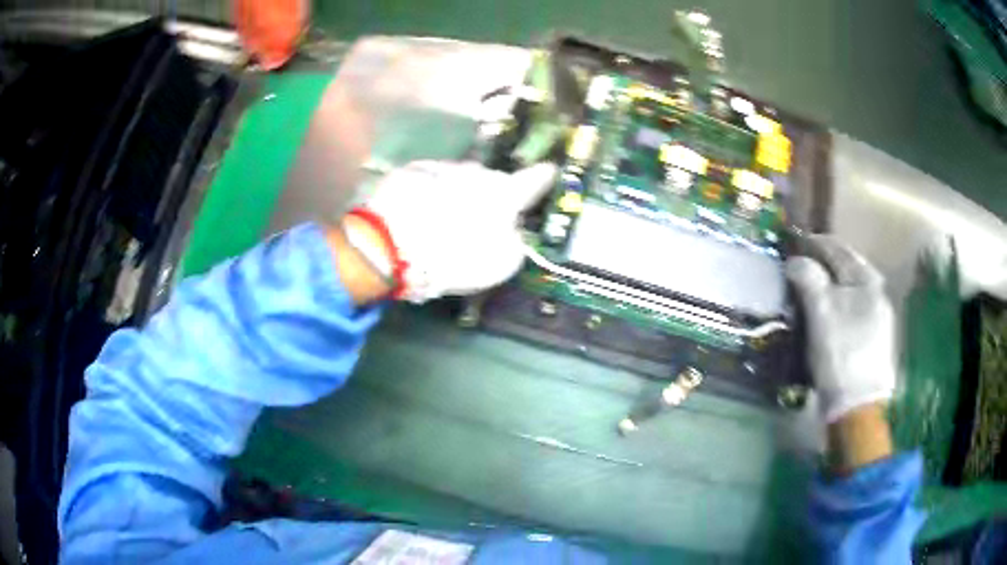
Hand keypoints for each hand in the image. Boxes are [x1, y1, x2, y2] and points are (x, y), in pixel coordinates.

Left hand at [357, 160, 556, 302]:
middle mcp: (476, 172)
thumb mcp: (500, 264)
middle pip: (491, 180)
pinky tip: (418, 213)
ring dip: (457, 193)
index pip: (535, 179)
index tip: (549, 170)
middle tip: (478, 219)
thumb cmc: (453, 257)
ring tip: (442, 219)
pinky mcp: (411, 171)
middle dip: (489, 195)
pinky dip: (430, 193)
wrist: (390, 245)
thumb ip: (515, 243)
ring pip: (458, 179)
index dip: (544, 176)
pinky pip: (430, 181)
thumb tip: (512, 230)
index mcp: (504, 193)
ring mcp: (442, 167)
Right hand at [786, 235, 896, 423]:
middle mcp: (878, 292)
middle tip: (801, 267)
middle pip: (847, 268)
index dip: (814, 243)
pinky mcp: (876, 337)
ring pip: (851, 290)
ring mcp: (880, 316)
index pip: (837, 249)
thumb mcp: (820, 313)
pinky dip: (839, 304)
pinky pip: (855, 309)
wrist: (858, 404)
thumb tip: (794, 261)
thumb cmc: (840, 352)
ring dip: (831, 285)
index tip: (794, 244)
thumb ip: (808, 279)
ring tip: (812, 290)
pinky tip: (830, 314)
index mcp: (867, 279)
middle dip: (824, 264)